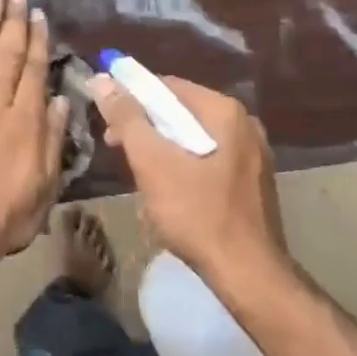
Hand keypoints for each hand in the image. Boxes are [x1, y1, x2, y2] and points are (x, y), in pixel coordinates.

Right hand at [86, 73, 286, 287]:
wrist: (248, 275)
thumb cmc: (197, 214)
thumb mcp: (153, 162)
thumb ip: (127, 118)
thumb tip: (103, 79)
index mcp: (225, 112)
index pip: (167, 86)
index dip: (131, 98)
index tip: (106, 120)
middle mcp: (245, 124)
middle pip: (182, 111)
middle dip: (145, 127)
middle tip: (116, 148)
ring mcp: (253, 154)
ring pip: (194, 137)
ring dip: (162, 149)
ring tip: (139, 174)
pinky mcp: (253, 181)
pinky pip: (209, 159)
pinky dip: (184, 165)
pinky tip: (169, 191)